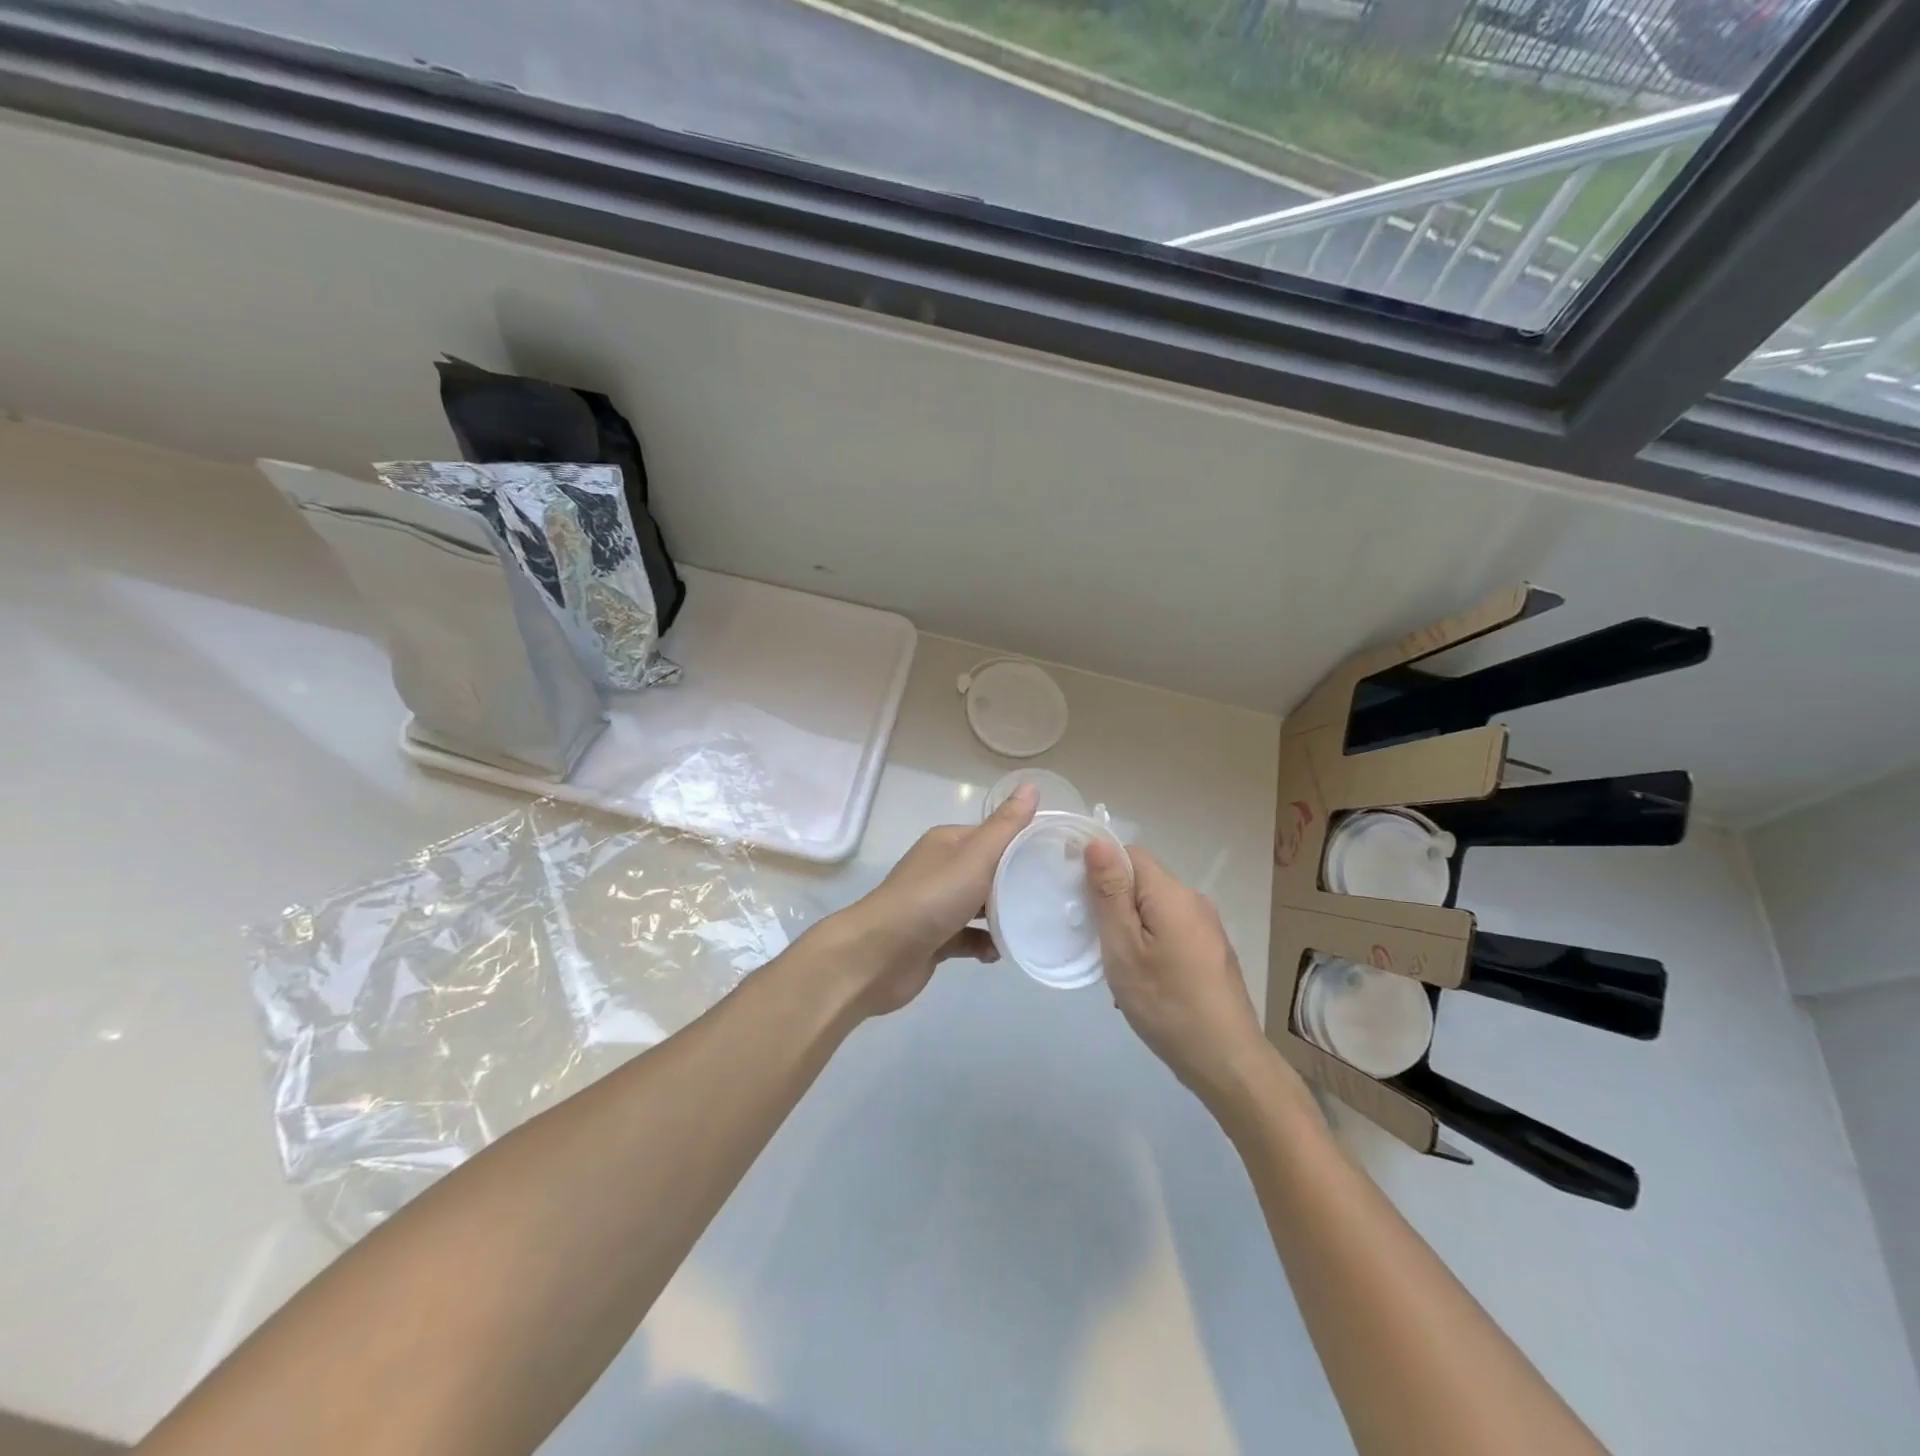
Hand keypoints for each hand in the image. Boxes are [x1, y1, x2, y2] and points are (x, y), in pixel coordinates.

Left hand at [813, 784, 1038, 1018]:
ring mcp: (936, 906)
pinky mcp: (934, 939)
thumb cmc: (930, 899)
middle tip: (1054, 896)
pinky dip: (986, 944)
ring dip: (1004, 916)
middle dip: (1018, 883)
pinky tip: (1001, 953)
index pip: (994, 836)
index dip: (1024, 844)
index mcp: (949, 843)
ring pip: (981, 906)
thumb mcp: (975, 857)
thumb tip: (1031, 786)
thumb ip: (1006, 827)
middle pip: (989, 871)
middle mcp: (941, 869)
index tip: (1058, 859)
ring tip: (1036, 924)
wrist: (877, 956)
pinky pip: (969, 937)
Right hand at [1086, 840, 1280, 1108]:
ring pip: (1153, 910)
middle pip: (1142, 882)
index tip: (1077, 898)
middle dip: (1112, 904)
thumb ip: (1110, 893)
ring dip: (1129, 929)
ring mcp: (1206, 927)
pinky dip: (1148, 946)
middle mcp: (1193, 901)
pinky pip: (1169, 931)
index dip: (1098, 867)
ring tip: (1115, 968)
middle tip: (1093, 941)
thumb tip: (1098, 841)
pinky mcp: (1211, 951)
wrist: (1226, 1061)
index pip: (1129, 854)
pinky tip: (1142, 982)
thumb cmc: (1166, 1003)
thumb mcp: (1124, 948)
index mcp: (1172, 893)